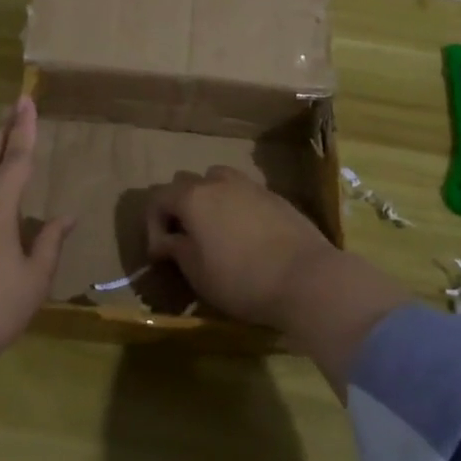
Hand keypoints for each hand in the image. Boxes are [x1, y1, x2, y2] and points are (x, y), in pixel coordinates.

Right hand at [144, 166, 336, 327]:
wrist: (307, 278)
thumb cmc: (242, 279)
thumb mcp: (197, 272)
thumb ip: (176, 249)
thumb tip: (167, 240)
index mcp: (193, 197)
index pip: (157, 198)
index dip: (153, 226)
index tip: (161, 256)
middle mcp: (218, 182)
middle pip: (186, 183)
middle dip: (179, 208)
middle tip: (185, 239)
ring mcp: (250, 186)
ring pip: (218, 181)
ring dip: (209, 201)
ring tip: (216, 231)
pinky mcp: (276, 197)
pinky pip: (245, 194)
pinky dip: (236, 208)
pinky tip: (247, 236)